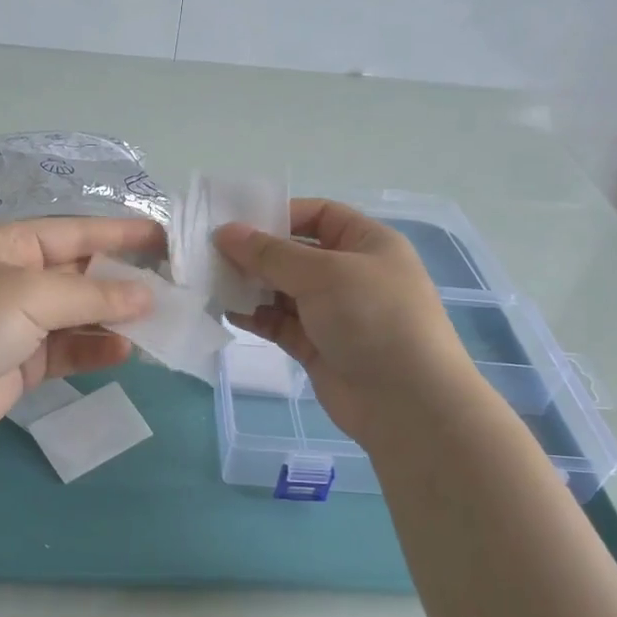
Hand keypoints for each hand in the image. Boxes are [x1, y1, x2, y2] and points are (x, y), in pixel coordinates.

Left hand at [0, 215, 160, 449]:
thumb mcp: (31, 295)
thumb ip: (92, 295)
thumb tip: (146, 297)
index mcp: (13, 246)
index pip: (78, 232)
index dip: (122, 234)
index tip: (166, 239)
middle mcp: (20, 278)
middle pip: (84, 273)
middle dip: (125, 281)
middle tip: (174, 288)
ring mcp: (23, 322)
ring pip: (82, 314)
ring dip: (117, 318)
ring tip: (159, 323)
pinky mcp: (25, 360)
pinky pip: (71, 349)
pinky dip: (97, 349)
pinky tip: (125, 351)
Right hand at [215, 199, 475, 445]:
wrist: (405, 401)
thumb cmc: (373, 318)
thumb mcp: (323, 273)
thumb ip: (270, 254)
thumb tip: (225, 232)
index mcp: (367, 243)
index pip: (319, 216)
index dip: (280, 216)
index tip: (237, 226)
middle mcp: (350, 274)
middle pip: (295, 254)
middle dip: (256, 254)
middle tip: (212, 255)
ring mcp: (333, 313)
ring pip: (283, 290)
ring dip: (251, 286)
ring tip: (213, 282)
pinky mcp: (316, 346)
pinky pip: (280, 323)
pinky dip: (256, 316)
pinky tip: (227, 311)